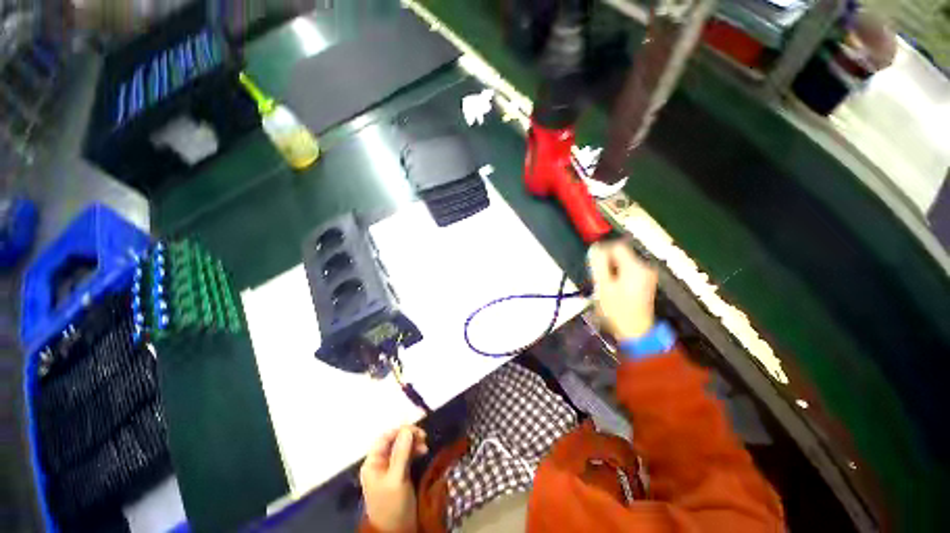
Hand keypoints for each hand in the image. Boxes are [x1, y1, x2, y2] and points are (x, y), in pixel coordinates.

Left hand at [360, 426, 427, 531]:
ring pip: (402, 447)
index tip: (417, 431)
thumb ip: (402, 453)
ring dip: (414, 443)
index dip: (400, 431)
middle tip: (424, 437)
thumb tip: (407, 429)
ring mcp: (389, 468)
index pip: (385, 437)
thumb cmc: (393, 504)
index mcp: (373, 463)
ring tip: (425, 446)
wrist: (397, 531)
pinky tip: (423, 452)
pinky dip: (415, 451)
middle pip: (394, 441)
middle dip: (409, 436)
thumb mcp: (397, 478)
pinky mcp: (399, 474)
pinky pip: (407, 455)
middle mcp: (380, 463)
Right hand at [588, 241, 658, 339]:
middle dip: (607, 262)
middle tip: (599, 277)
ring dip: (611, 268)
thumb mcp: (603, 285)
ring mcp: (647, 273)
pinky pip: (628, 268)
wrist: (635, 329)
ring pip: (623, 261)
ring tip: (606, 284)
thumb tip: (594, 248)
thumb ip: (598, 264)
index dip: (603, 252)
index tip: (595, 265)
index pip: (617, 246)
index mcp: (635, 266)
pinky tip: (614, 286)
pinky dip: (618, 273)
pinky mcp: (645, 279)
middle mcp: (644, 266)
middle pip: (620, 253)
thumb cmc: (616, 309)